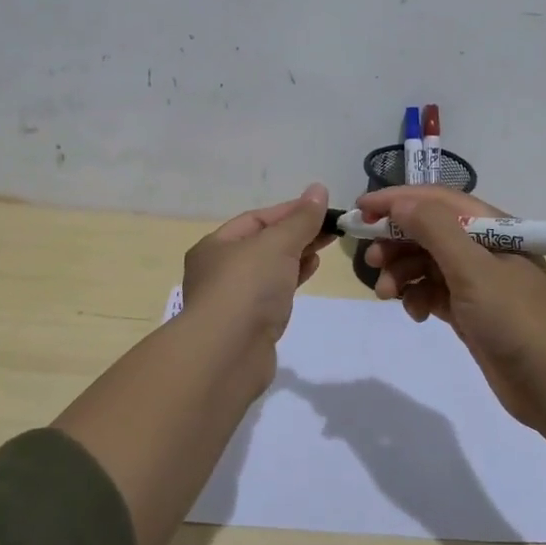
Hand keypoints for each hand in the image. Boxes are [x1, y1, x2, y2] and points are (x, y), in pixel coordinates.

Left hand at [181, 183, 333, 359]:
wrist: (227, 355)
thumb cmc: (247, 287)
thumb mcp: (277, 244)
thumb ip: (300, 219)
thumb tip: (318, 189)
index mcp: (214, 245)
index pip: (256, 219)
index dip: (290, 211)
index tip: (322, 208)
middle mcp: (218, 271)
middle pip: (262, 244)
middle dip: (296, 234)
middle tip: (330, 228)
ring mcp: (232, 300)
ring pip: (269, 269)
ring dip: (296, 256)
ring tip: (324, 248)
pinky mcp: (248, 325)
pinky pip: (273, 294)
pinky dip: (292, 280)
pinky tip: (310, 272)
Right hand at [360, 186, 545, 429]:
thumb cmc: (514, 319)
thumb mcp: (473, 269)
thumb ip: (435, 230)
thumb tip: (400, 203)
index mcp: (492, 227)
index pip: (437, 200)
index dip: (397, 200)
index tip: (360, 210)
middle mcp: (484, 247)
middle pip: (428, 230)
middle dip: (396, 241)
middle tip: (371, 259)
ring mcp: (477, 280)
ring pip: (426, 262)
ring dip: (402, 272)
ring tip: (385, 294)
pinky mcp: (470, 309)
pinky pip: (432, 291)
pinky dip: (417, 297)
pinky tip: (413, 313)